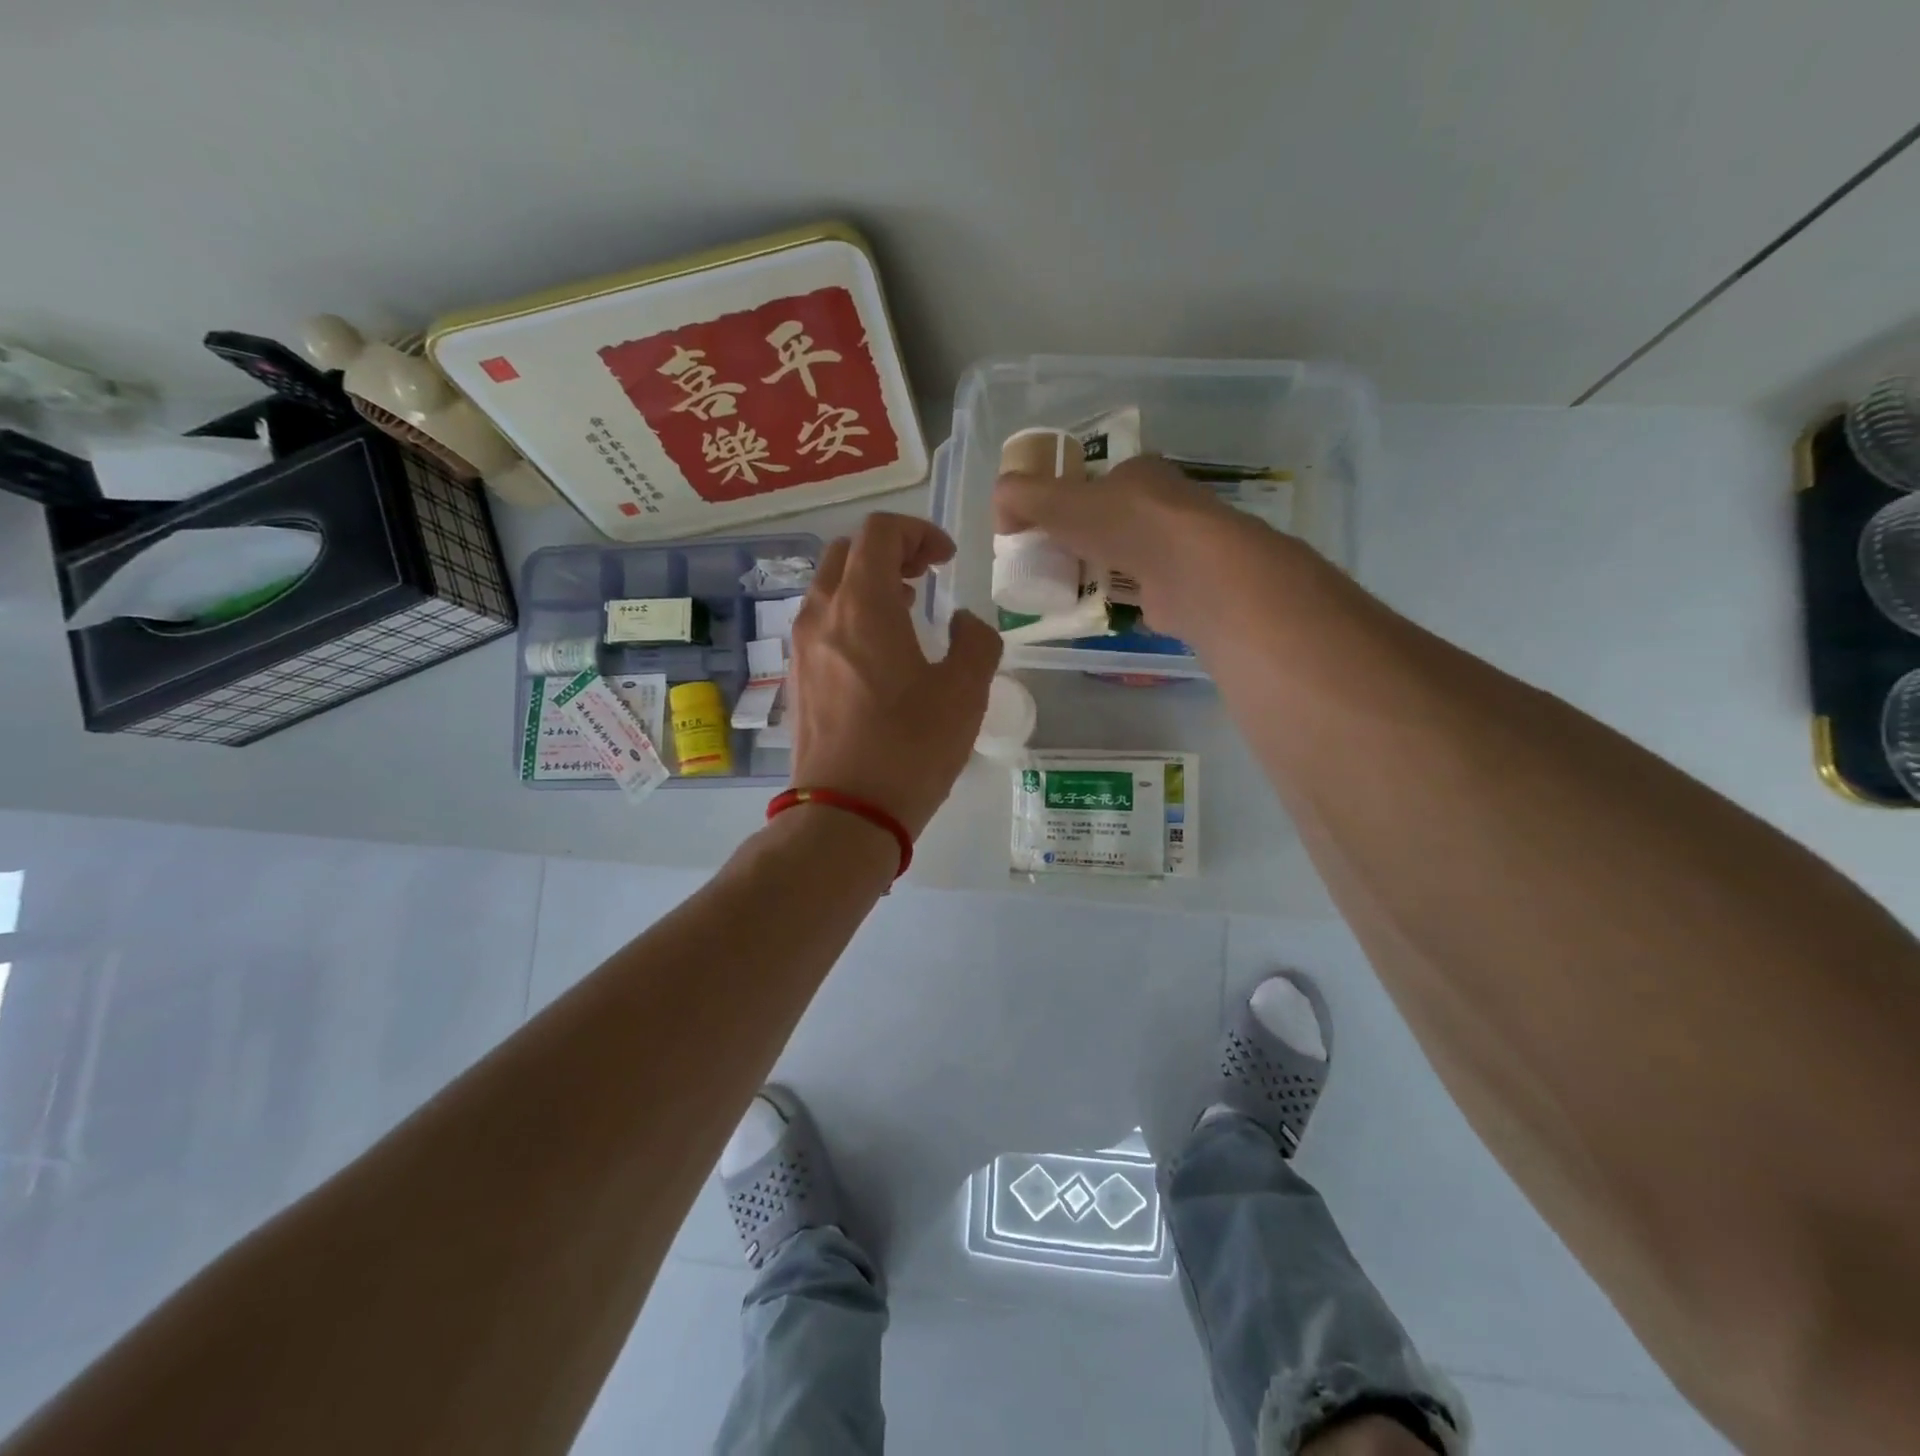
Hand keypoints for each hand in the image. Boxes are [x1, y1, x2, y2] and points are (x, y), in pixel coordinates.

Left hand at [788, 513, 1001, 837]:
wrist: (846, 812)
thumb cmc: (910, 748)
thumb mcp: (965, 692)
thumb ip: (976, 641)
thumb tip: (963, 623)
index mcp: (862, 605)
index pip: (879, 532)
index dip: (919, 533)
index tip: (947, 561)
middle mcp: (821, 614)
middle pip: (847, 552)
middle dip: (890, 551)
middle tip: (926, 576)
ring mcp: (801, 648)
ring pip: (829, 588)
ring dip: (868, 584)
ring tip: (907, 611)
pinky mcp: (797, 679)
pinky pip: (821, 624)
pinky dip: (850, 616)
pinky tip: (879, 654)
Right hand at [994, 455, 1286, 641]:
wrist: (1190, 572)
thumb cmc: (1124, 524)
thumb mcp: (1057, 501)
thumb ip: (1022, 496)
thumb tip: (999, 506)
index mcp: (1139, 472)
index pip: (1096, 480)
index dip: (1065, 499)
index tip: (1040, 525)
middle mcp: (1163, 503)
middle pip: (1110, 519)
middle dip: (1080, 538)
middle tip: (1047, 561)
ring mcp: (1177, 546)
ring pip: (1126, 554)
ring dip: (1097, 569)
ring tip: (1063, 588)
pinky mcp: (1182, 586)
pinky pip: (1139, 589)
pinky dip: (1116, 597)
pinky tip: (1093, 609)